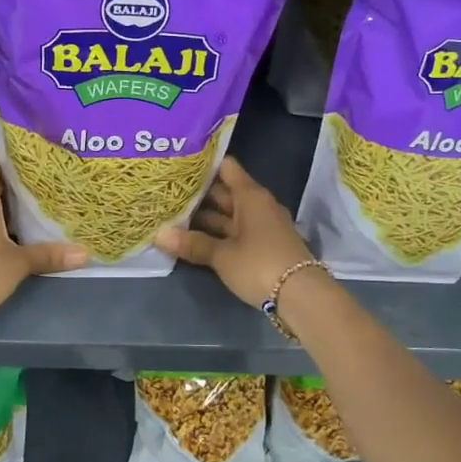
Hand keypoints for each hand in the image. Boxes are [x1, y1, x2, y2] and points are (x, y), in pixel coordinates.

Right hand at [155, 155, 312, 307]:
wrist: (301, 296)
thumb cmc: (260, 265)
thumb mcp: (222, 255)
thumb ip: (192, 244)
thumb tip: (159, 234)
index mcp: (250, 196)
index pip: (226, 168)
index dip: (204, 165)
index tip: (179, 165)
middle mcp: (258, 205)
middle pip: (225, 192)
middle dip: (199, 194)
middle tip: (167, 193)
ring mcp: (263, 226)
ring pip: (229, 215)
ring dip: (206, 217)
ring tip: (174, 216)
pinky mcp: (264, 246)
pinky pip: (236, 231)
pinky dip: (218, 233)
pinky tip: (195, 238)